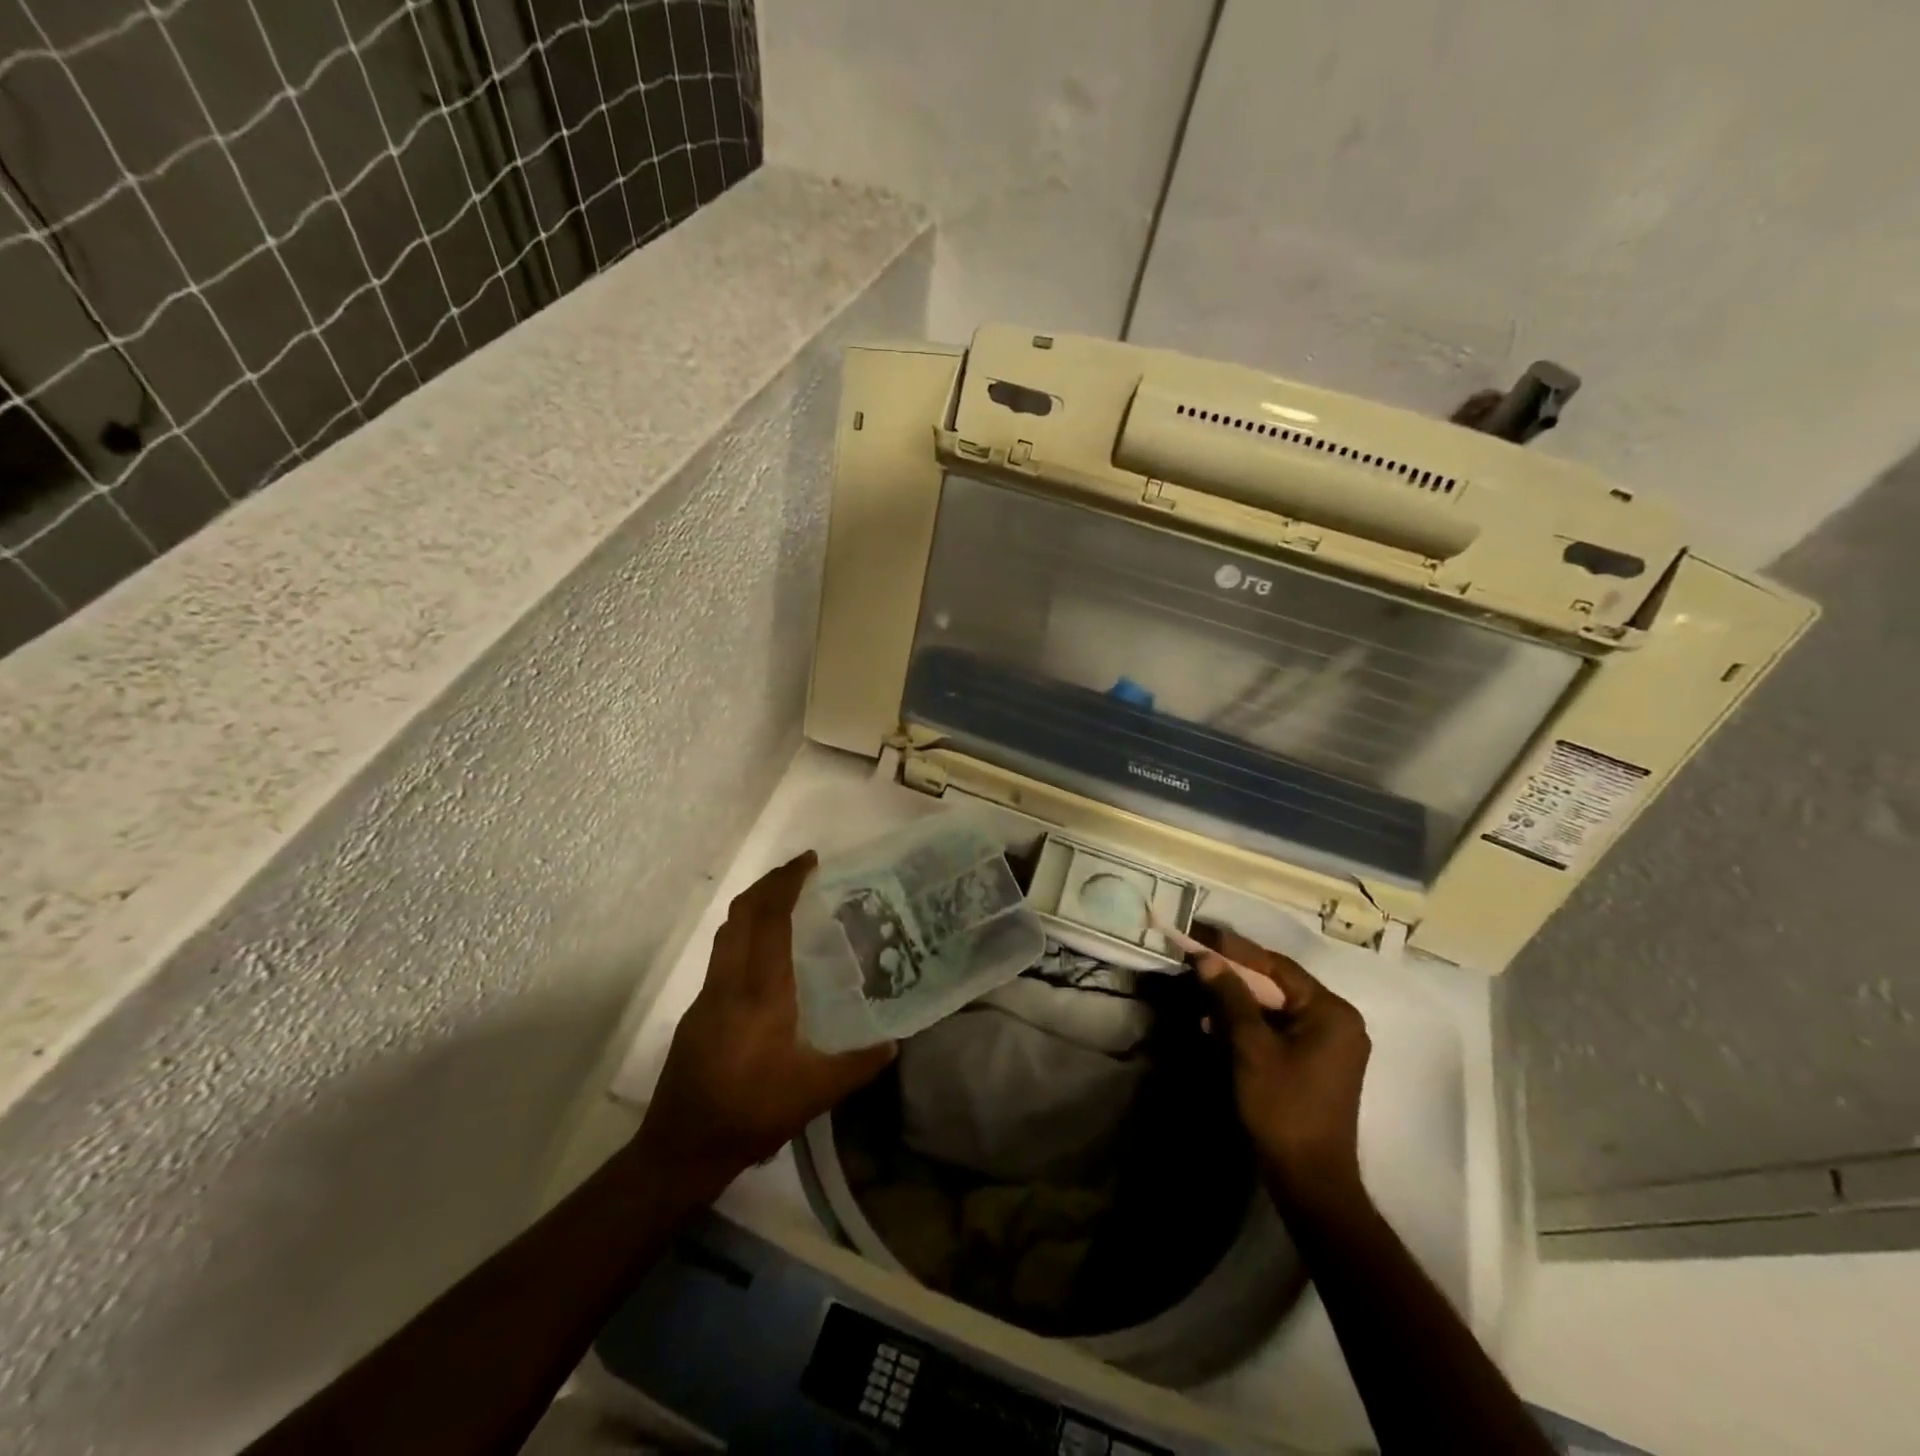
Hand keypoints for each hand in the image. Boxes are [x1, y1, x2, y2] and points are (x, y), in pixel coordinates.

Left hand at [635, 852, 895, 1194]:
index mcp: (760, 991)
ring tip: (785, 903)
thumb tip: (894, 1043)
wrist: (681, 1148)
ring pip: (727, 932)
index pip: (770, 919)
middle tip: (800, 871)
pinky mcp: (697, 1013)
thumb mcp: (815, 1093)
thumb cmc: (751, 1114)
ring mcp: (707, 996)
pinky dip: (744, 936)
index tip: (810, 861)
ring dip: (753, 907)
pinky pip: (722, 955)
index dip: (787, 882)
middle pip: (741, 913)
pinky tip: (766, 959)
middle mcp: (729, 982)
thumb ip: (859, 1065)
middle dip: (769, 883)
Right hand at [1192, 925, 1371, 1209]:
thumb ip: (1230, 996)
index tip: (1199, 935)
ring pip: (1275, 1007)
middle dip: (1233, 976)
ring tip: (1200, 997)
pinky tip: (1216, 1027)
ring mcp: (1330, 1044)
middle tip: (1195, 961)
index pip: (1276, 965)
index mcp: (1331, 1011)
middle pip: (1277, 984)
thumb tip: (1206, 958)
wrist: (1310, 1180)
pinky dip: (1249, 1025)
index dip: (1234, 949)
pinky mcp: (1317, 1063)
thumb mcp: (1251, 1047)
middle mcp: (1338, 1021)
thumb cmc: (1283, 1107)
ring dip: (1237, 1001)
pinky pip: (1279, 1029)